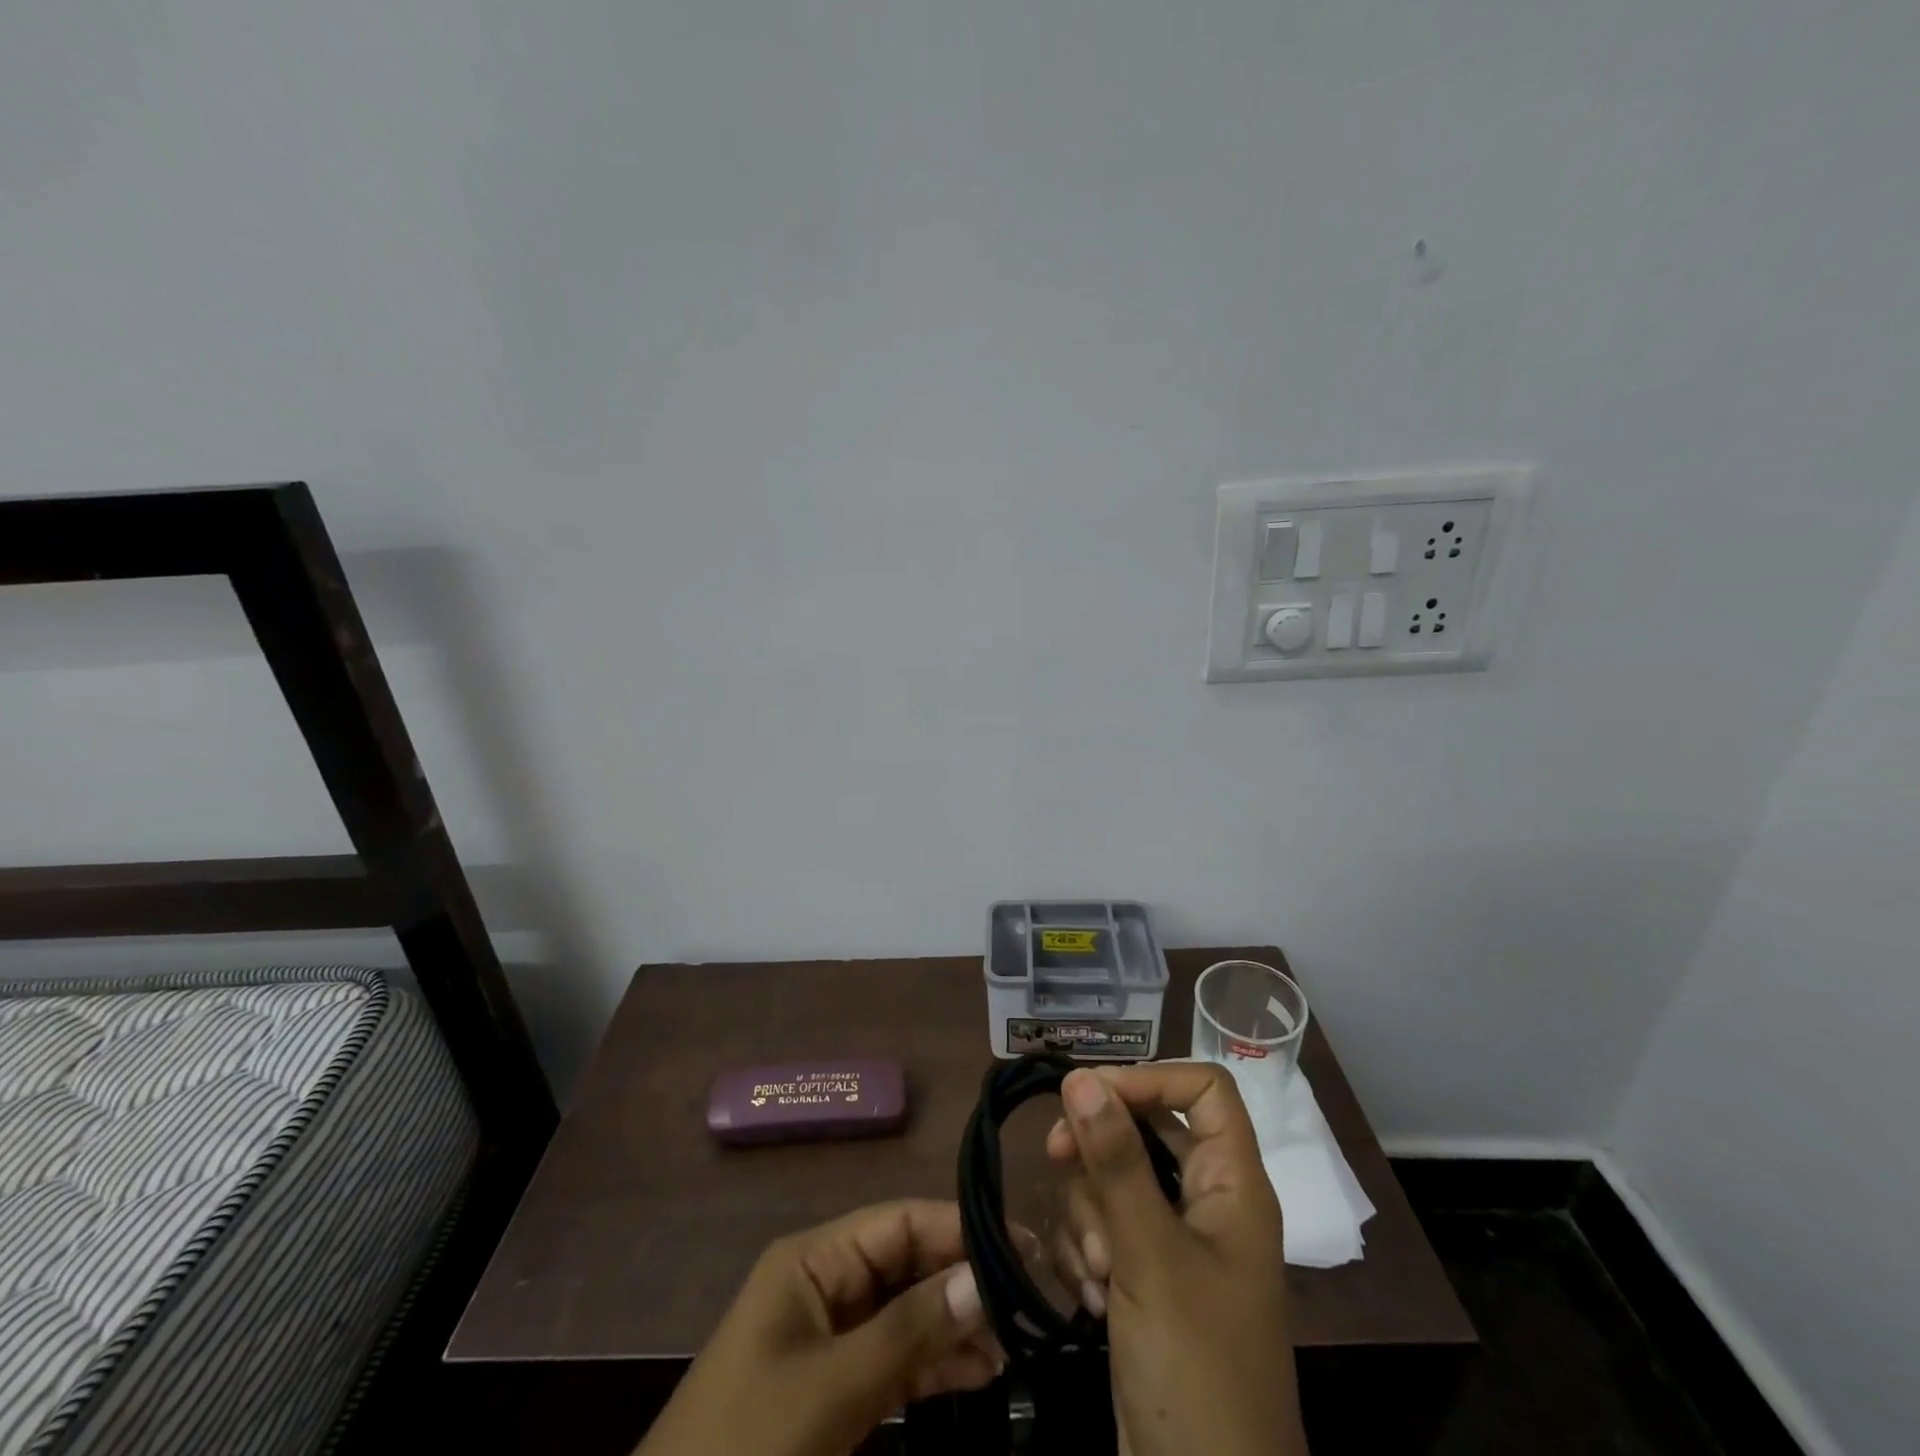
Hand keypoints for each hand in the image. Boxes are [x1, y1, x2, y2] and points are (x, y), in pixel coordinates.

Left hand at [637, 1199, 1000, 1455]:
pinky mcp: (837, 1386)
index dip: (960, 1227)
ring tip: (1015, 1340)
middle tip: (1028, 1299)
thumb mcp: (832, 1388)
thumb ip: (910, 1331)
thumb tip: (985, 1278)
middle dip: (965, 1278)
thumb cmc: (749, 1444)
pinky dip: (936, 1364)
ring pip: (908, 1311)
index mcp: (814, 1258)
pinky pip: (897, 1358)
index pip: (899, 1221)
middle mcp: (826, 1282)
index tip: (1023, 1244)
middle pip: (908, 1262)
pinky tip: (983, 1371)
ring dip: (957, 1323)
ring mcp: (832, 1336)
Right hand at [1047, 1064, 1306, 1455]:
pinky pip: (1104, 1229)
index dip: (1148, 1079)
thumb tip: (1081, 1077)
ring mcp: (1174, 1245)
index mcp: (1232, 1184)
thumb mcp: (1150, 1255)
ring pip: (1115, 1180)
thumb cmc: (1195, 1369)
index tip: (1088, 1094)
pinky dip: (1088, 1253)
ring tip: (1097, 1270)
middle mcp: (1207, 1203)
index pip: (1202, 1088)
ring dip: (1090, 1215)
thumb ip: (1115, 1160)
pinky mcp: (1144, 1281)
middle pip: (1146, 1129)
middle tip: (1054, 1156)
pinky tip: (1090, 1298)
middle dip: (1098, 1148)